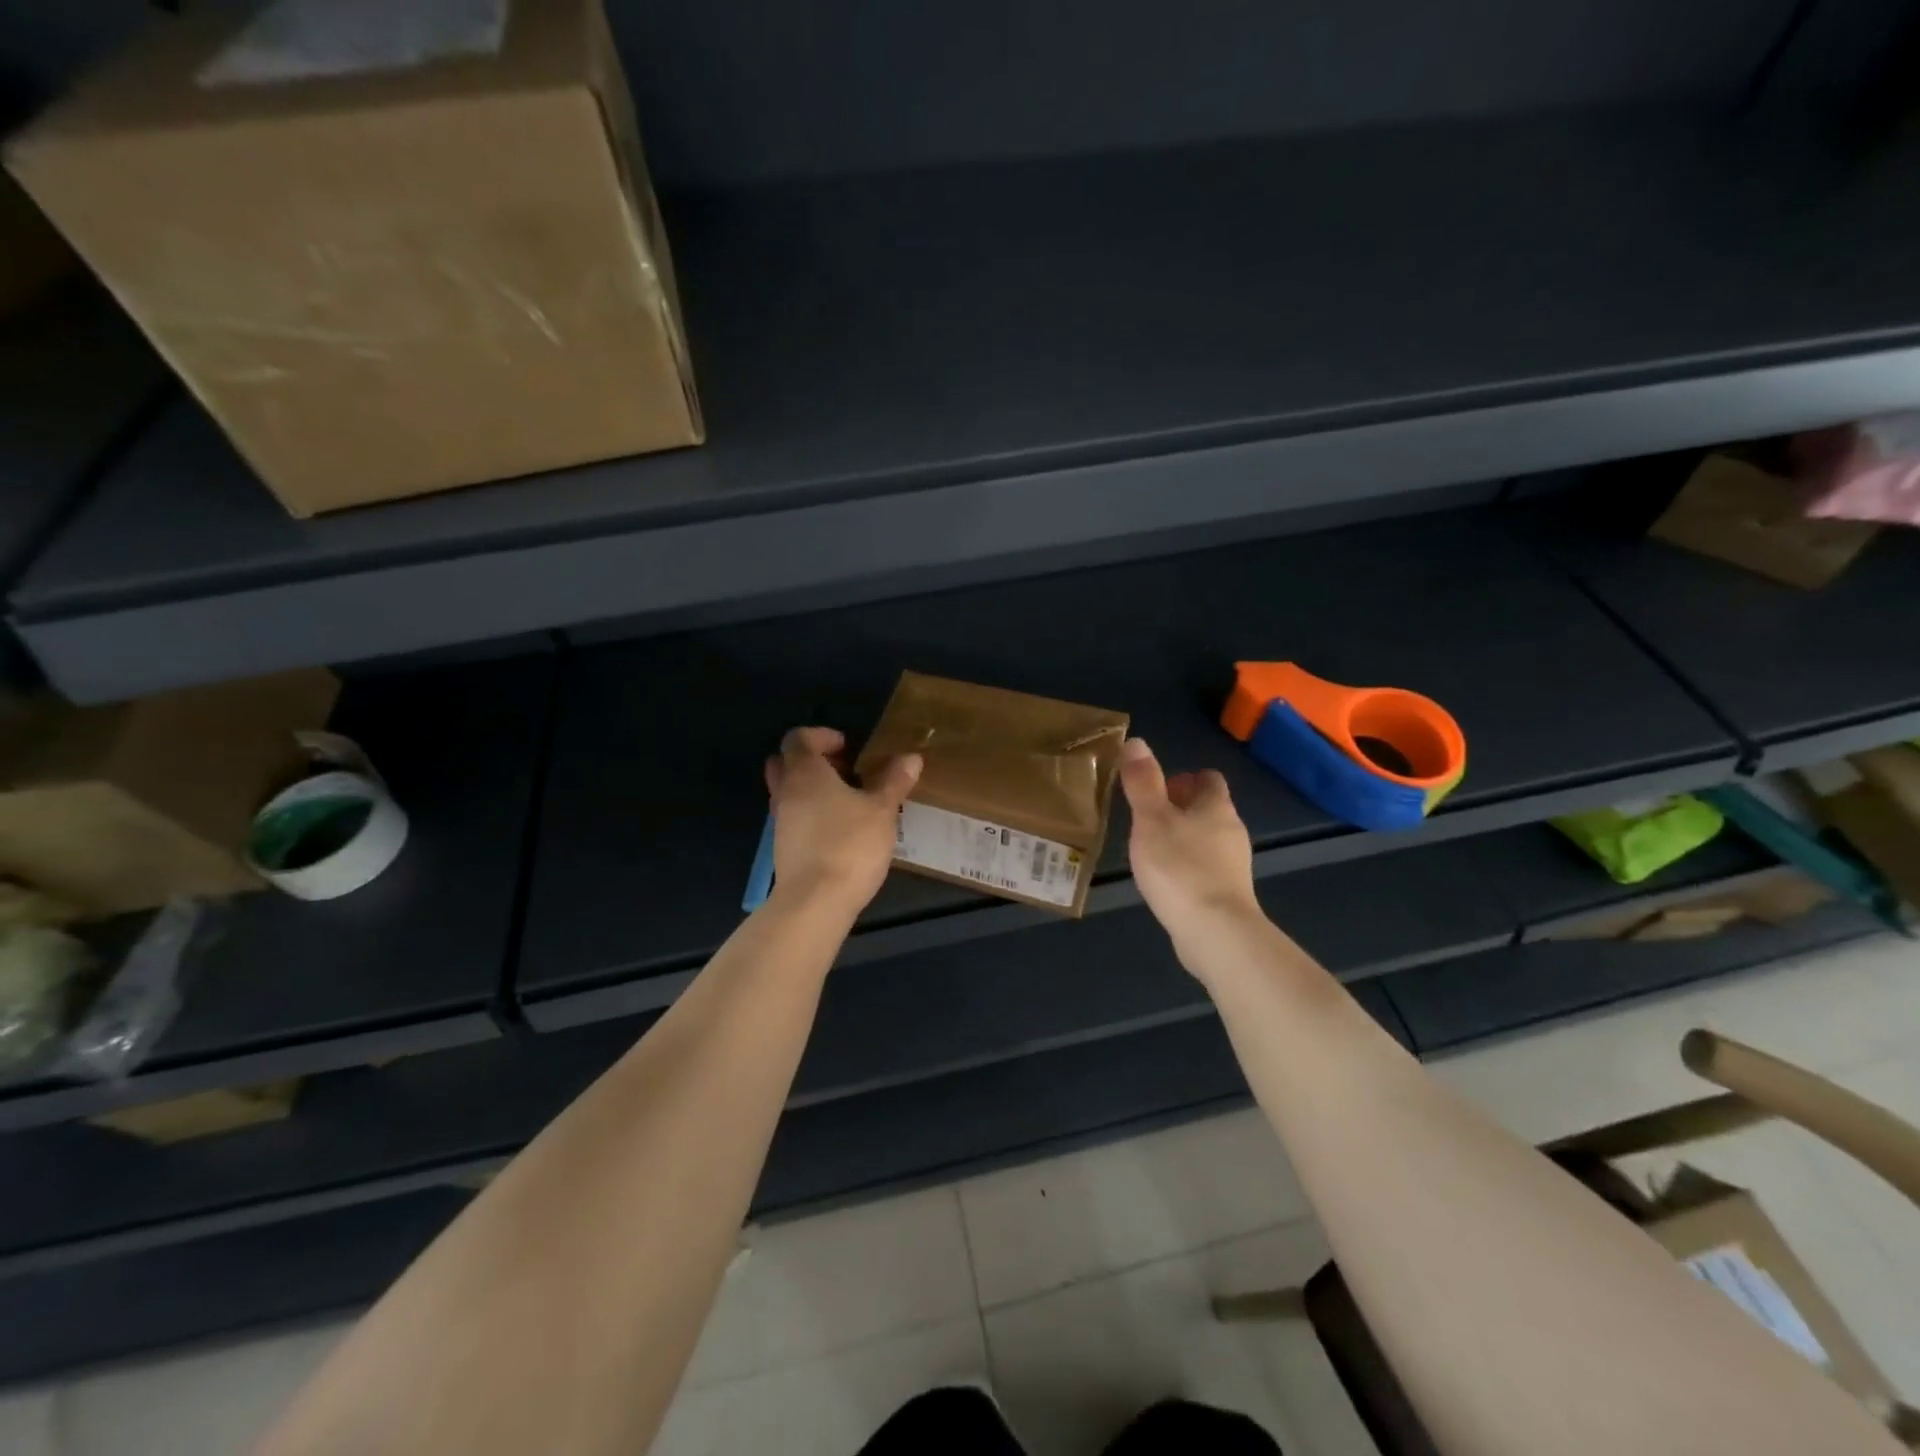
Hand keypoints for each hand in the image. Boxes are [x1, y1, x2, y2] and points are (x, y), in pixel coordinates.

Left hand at [764, 727, 920, 913]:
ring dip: (813, 790)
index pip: (798, 738)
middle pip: (786, 763)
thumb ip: (894, 781)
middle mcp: (786, 792)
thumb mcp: (882, 810)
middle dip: (812, 761)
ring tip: (849, 802)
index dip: (821, 736)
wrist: (816, 901)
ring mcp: (781, 822)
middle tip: (844, 771)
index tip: (848, 747)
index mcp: (805, 773)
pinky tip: (840, 830)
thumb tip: (911, 758)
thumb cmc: (850, 845)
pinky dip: (812, 815)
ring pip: (789, 792)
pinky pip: (794, 818)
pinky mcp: (784, 848)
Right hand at [1118, 738, 1262, 958]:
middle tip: (1146, 816)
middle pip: (1208, 809)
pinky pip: (1206, 868)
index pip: (1208, 779)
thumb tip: (1136, 742)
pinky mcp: (1228, 894)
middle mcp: (1231, 830)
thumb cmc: (1180, 867)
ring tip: (1150, 847)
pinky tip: (1166, 879)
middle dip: (1181, 807)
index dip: (1185, 777)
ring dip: (1183, 837)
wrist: (1215, 932)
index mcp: (1216, 807)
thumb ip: (1143, 782)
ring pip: (1207, 839)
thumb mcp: (1151, 819)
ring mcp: (1233, 865)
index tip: (1157, 787)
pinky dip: (1187, 866)